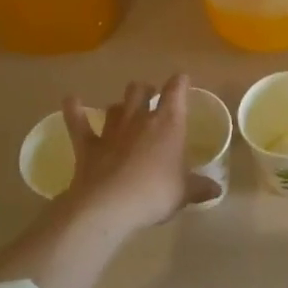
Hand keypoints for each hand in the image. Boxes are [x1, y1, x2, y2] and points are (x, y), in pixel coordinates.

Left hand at [58, 74, 219, 234]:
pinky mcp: (87, 145)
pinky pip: (78, 122)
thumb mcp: (184, 193)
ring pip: (116, 106)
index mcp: (168, 124)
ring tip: (124, 110)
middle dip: (146, 90)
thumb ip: (200, 188)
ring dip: (121, 105)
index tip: (182, 80)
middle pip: (140, 91)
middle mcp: (139, 119)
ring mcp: (111, 130)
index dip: (180, 83)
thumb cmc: (155, 193)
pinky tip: (71, 100)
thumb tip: (216, 189)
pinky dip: (73, 110)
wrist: (109, 206)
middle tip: (151, 98)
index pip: (176, 92)